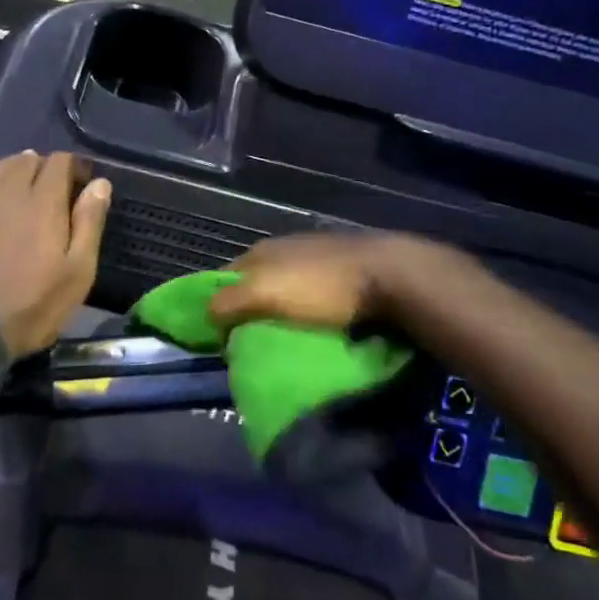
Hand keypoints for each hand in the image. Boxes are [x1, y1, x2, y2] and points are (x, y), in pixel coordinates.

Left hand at [0, 151, 111, 358]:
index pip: (60, 163)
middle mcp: (9, 193)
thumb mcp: (78, 271)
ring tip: (22, 176)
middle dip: (44, 166)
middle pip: (27, 161)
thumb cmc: (34, 304)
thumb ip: (89, 223)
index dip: (74, 166)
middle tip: (55, 187)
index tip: (83, 184)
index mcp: (44, 202)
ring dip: (12, 166)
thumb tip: (100, 184)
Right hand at [208, 231, 439, 330]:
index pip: (222, 280)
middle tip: (249, 348)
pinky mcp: (341, 275)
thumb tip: (207, 317)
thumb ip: (229, 303)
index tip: (217, 341)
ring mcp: (314, 261)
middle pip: (252, 287)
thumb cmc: (321, 286)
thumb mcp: (264, 293)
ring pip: (283, 294)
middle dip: (247, 314)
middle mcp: (282, 251)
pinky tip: (312, 333)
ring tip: (281, 345)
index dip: (215, 308)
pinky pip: (311, 300)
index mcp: (260, 252)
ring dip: (278, 317)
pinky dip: (305, 316)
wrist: (390, 275)